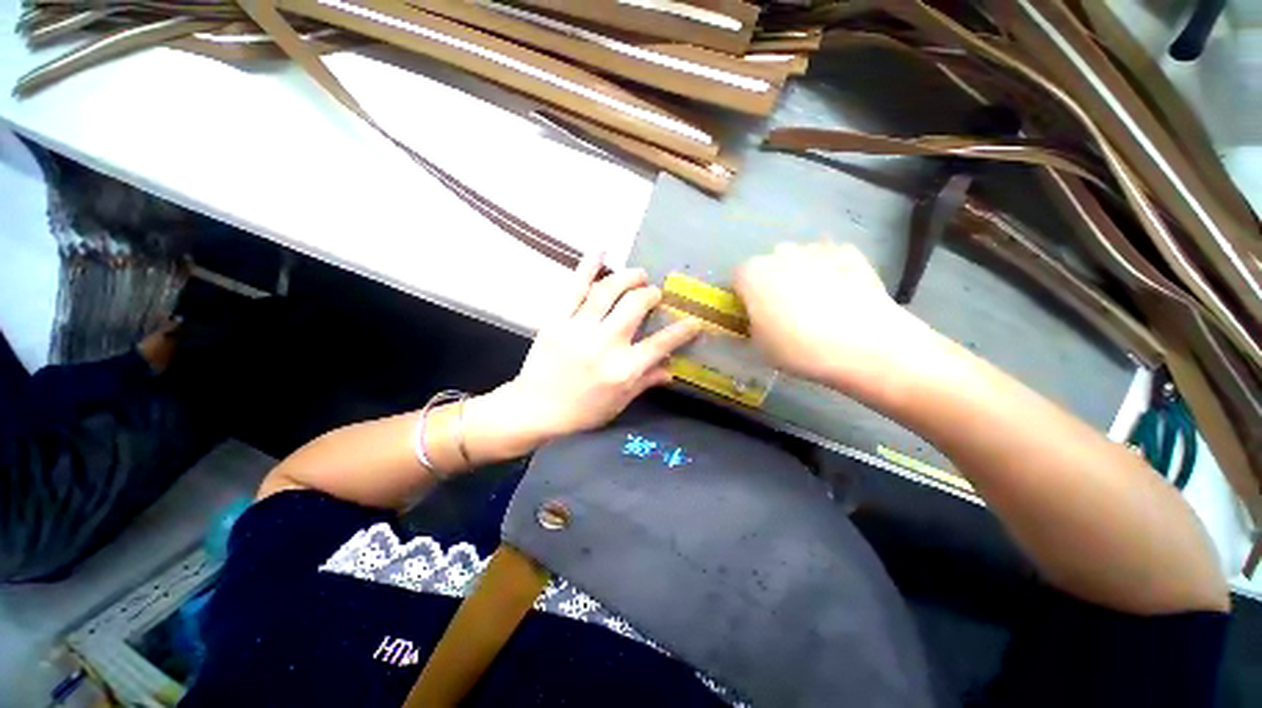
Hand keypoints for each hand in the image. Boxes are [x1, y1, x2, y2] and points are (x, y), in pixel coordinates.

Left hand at [471, 253, 699, 454]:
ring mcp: (579, 328)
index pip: (662, 343)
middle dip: (651, 295)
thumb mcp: (619, 403)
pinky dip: (587, 266)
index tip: (694, 320)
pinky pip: (574, 287)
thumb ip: (646, 382)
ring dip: (628, 277)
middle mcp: (605, 344)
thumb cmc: (581, 411)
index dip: (683, 330)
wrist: (534, 409)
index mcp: (624, 369)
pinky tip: (600, 250)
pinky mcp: (557, 319)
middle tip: (654, 294)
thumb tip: (671, 369)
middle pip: (636, 306)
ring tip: (638, 275)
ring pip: (608, 291)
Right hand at [733, 242, 937, 402]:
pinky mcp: (849, 252)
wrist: (862, 344)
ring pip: (799, 260)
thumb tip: (758, 318)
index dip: (744, 297)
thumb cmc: (797, 347)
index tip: (753, 315)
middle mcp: (780, 253)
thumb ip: (752, 324)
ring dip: (801, 275)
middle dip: (772, 284)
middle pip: (769, 266)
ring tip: (817, 304)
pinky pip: (829, 259)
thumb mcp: (759, 345)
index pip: (738, 279)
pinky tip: (841, 295)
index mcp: (752, 274)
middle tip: (784, 312)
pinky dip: (830, 272)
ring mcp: (816, 249)